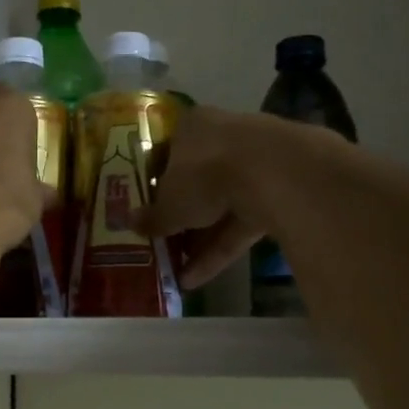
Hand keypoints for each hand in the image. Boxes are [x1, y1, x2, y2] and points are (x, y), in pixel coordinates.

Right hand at [133, 105, 277, 288]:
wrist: (273, 173)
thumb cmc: (204, 173)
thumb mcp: (169, 202)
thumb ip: (152, 216)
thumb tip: (130, 223)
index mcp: (192, 128)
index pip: (167, 153)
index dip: (154, 183)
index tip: (145, 209)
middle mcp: (224, 139)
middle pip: (197, 182)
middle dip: (181, 218)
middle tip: (162, 245)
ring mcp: (255, 166)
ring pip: (221, 207)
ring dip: (199, 242)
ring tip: (175, 275)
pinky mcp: (278, 194)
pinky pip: (241, 225)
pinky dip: (220, 251)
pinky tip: (196, 280)